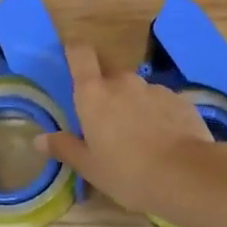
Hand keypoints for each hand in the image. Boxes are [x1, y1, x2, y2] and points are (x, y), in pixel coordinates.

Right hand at [37, 44, 213, 216]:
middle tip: (106, 118)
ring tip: (139, 136)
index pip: (81, 55)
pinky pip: (161, 102)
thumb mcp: (90, 167)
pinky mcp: (180, 100)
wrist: (186, 175)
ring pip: (137, 89)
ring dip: (134, 104)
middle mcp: (124, 83)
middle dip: (106, 88)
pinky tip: (163, 140)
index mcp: (94, 94)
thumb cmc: (128, 173)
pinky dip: (158, 115)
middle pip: (110, 73)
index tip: (73, 58)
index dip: (76, 52)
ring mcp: (155, 89)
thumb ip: (65, 148)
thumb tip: (40, 139)